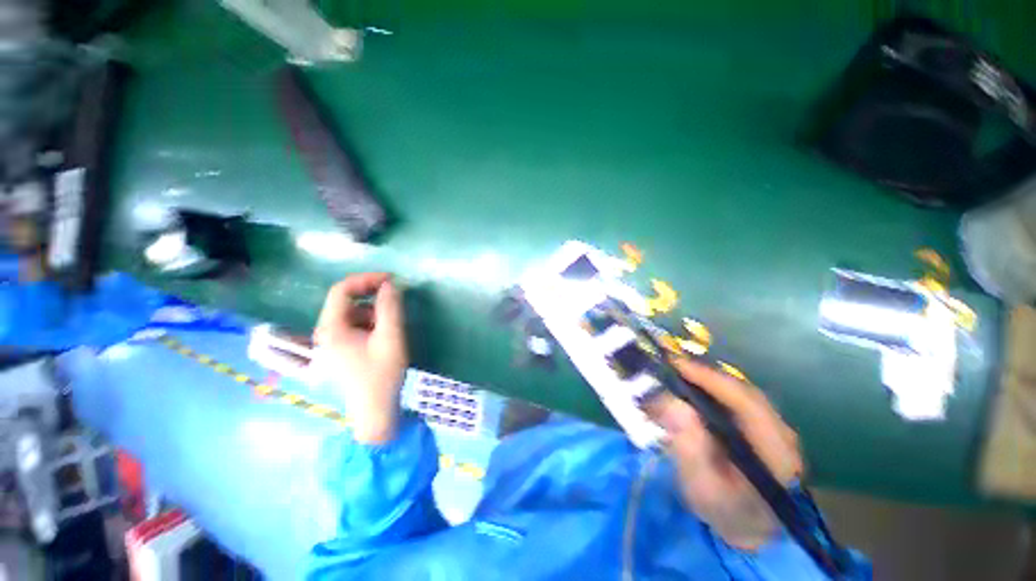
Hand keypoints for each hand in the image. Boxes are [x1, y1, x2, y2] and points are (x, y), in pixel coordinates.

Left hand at [314, 273, 407, 444]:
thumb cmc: (382, 375)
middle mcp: (324, 333)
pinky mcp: (339, 351)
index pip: (342, 290)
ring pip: (351, 315)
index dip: (367, 279)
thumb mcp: (391, 337)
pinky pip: (353, 327)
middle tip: (395, 300)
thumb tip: (391, 284)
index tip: (391, 280)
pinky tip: (383, 337)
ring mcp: (330, 344)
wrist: (375, 413)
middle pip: (345, 302)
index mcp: (331, 328)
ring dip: (372, 312)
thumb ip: (390, 307)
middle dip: (371, 297)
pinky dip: (369, 324)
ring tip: (391, 325)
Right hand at [644, 356, 802, 549]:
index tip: (678, 366)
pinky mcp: (764, 430)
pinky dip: (714, 391)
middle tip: (672, 367)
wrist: (749, 530)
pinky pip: (738, 401)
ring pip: (741, 394)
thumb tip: (672, 404)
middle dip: (707, 376)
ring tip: (679, 375)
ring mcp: (776, 430)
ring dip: (709, 382)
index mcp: (776, 453)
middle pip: (744, 393)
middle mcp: (783, 435)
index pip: (746, 403)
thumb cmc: (725, 512)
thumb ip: (689, 448)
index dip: (711, 380)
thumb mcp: (702, 487)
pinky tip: (694, 391)